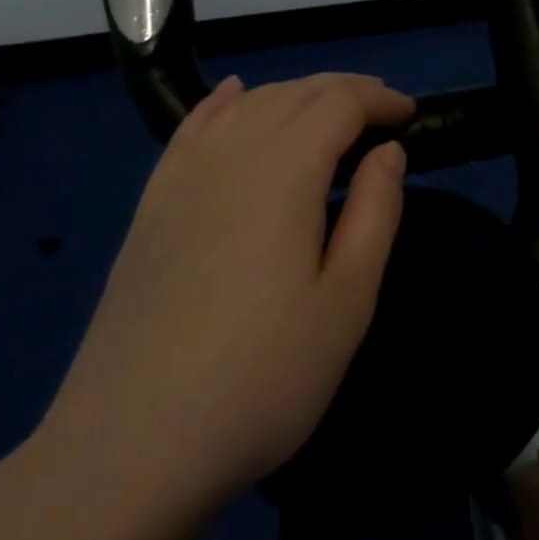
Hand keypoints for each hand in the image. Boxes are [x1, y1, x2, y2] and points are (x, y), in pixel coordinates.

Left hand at [36, 73, 412, 535]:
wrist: (128, 449)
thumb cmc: (260, 378)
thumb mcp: (346, 301)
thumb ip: (375, 212)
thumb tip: (388, 150)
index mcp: (284, 170)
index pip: (339, 103)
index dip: (380, 99)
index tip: (410, 115)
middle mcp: (232, 153)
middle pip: (295, 93)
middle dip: (345, 90)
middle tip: (381, 113)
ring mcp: (183, 176)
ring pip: (248, 104)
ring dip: (297, 95)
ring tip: (329, 114)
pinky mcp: (152, 204)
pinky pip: (193, 126)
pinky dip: (225, 102)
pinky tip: (237, 95)